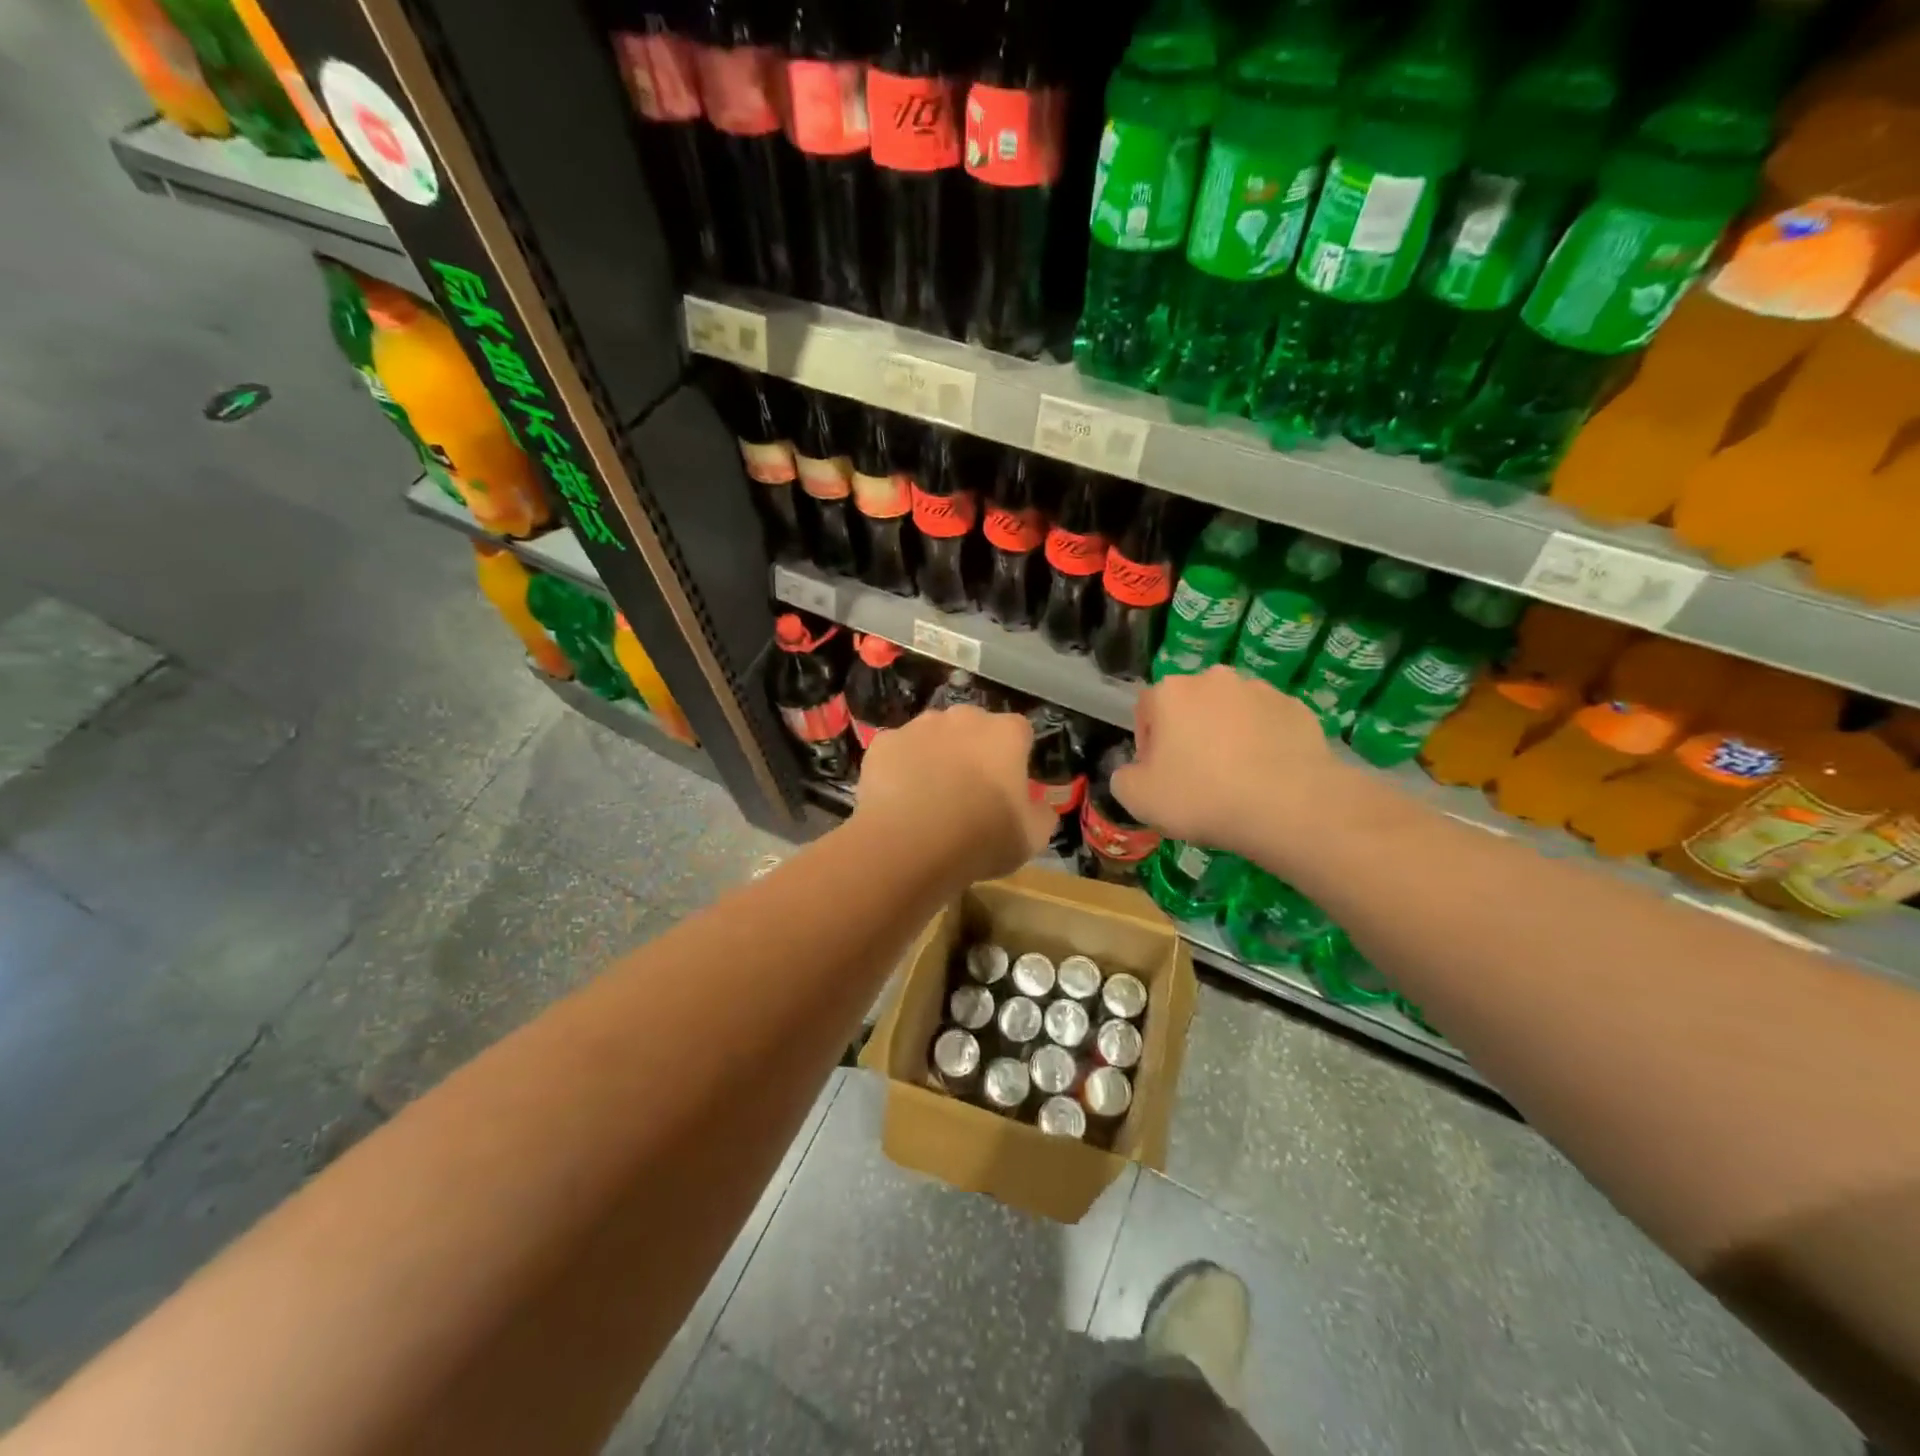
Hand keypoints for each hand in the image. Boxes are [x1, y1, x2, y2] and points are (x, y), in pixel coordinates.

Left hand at [853, 706, 1055, 883]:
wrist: (910, 843)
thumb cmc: (981, 838)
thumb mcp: (1031, 838)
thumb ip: (1041, 814)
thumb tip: (1040, 807)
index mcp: (1005, 734)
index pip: (1020, 732)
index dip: (1015, 758)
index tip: (1009, 786)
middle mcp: (963, 718)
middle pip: (974, 727)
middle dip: (973, 750)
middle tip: (969, 791)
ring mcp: (919, 726)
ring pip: (933, 735)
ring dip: (936, 755)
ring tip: (930, 796)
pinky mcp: (884, 743)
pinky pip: (898, 751)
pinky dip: (900, 768)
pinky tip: (899, 799)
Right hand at [1112, 667, 1339, 853]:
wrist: (1289, 806)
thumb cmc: (1201, 796)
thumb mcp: (1137, 799)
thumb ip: (1123, 778)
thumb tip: (1135, 772)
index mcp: (1170, 692)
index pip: (1146, 710)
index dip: (1148, 746)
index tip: (1160, 776)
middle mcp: (1214, 679)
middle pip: (1190, 707)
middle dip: (1189, 735)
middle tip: (1196, 778)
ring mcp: (1260, 690)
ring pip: (1231, 714)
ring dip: (1227, 737)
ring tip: (1236, 780)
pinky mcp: (1297, 709)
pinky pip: (1268, 726)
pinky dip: (1263, 745)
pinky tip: (1266, 778)